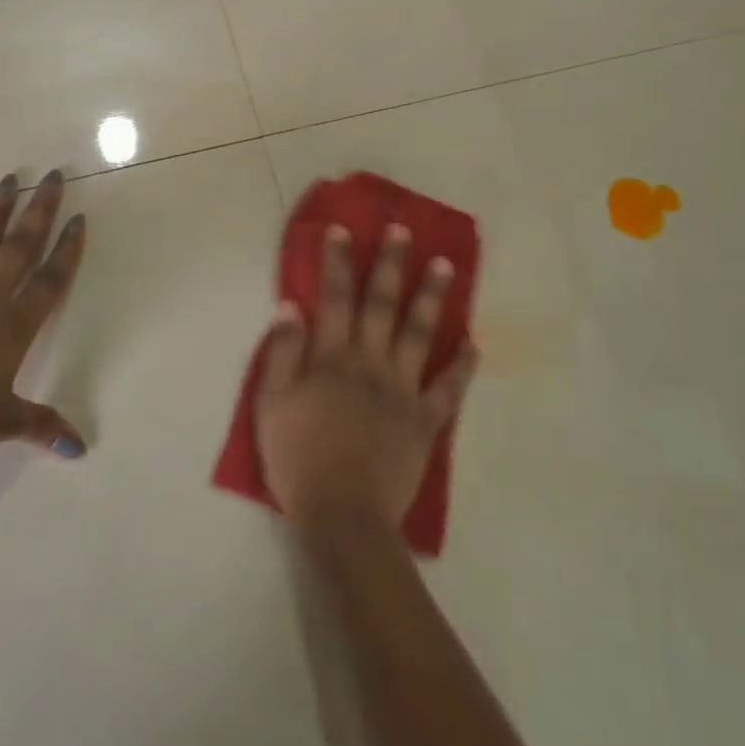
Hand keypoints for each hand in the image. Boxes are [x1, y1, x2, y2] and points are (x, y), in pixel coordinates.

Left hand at [0, 169, 88, 465]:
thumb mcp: (0, 423)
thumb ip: (41, 426)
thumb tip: (80, 448)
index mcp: (12, 326)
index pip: (50, 280)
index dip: (67, 249)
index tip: (79, 218)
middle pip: (19, 247)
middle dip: (39, 210)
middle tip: (53, 176)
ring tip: (9, 179)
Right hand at [256, 223, 477, 537]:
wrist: (343, 515)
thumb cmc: (299, 457)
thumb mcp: (272, 404)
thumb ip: (283, 352)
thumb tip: (291, 305)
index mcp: (333, 357)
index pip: (335, 297)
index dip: (338, 261)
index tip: (343, 229)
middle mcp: (372, 362)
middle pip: (383, 304)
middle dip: (391, 264)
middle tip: (403, 231)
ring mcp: (403, 389)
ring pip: (420, 333)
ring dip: (432, 297)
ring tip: (445, 265)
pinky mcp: (426, 420)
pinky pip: (449, 387)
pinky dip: (463, 364)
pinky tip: (472, 341)